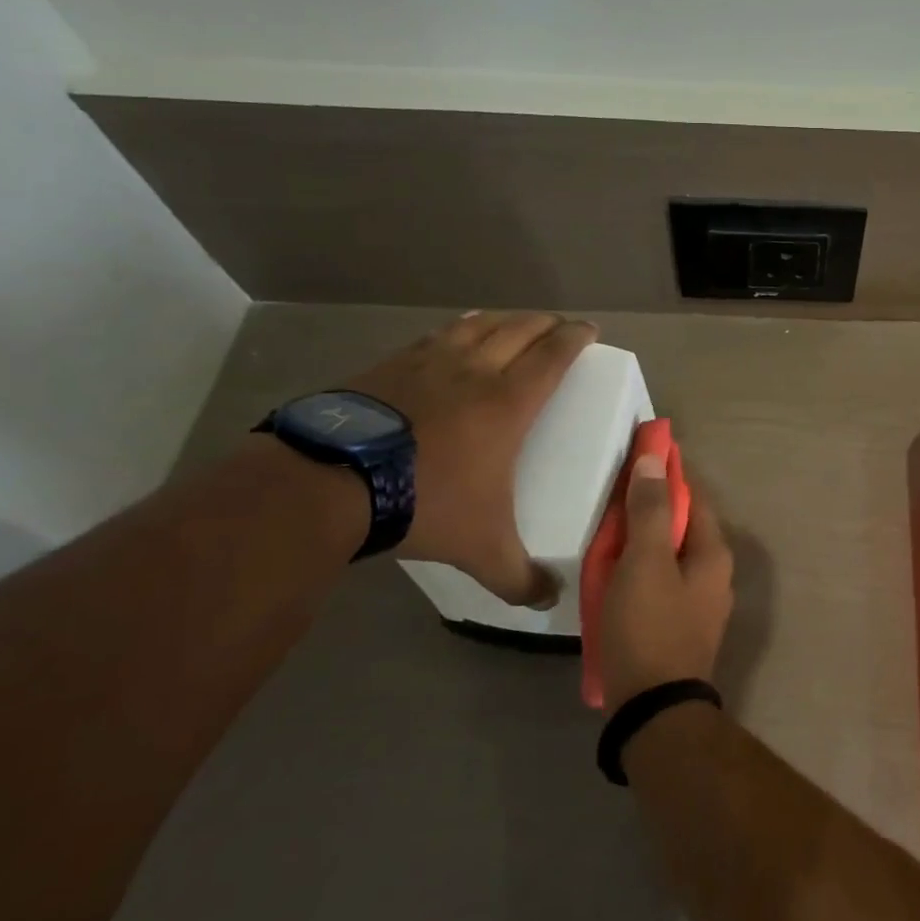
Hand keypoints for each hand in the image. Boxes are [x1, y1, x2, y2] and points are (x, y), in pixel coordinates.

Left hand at [346, 311, 595, 603]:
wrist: (330, 484)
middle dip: (546, 323)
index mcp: (508, 402)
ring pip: (478, 325)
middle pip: (520, 330)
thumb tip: (549, 601)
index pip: (553, 355)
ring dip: (504, 320)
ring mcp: (428, 363)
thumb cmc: (424, 503)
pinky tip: (455, 335)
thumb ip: (519, 577)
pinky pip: (436, 336)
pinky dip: (458, 329)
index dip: (575, 338)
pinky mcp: (389, 366)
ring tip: (514, 322)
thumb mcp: (481, 548)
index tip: (589, 330)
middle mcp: (474, 371)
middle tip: (560, 326)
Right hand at [600, 455, 734, 705]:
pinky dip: (638, 567)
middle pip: (679, 524)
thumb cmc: (649, 627)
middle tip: (613, 492)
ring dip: (641, 538)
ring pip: (667, 554)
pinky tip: (614, 571)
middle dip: (649, 505)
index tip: (639, 451)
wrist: (653, 710)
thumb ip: (650, 510)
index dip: (667, 471)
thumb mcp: (644, 562)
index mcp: (712, 552)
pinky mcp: (679, 625)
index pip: (692, 495)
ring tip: (608, 528)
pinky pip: (659, 581)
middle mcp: (714, 573)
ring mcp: (699, 602)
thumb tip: (655, 460)